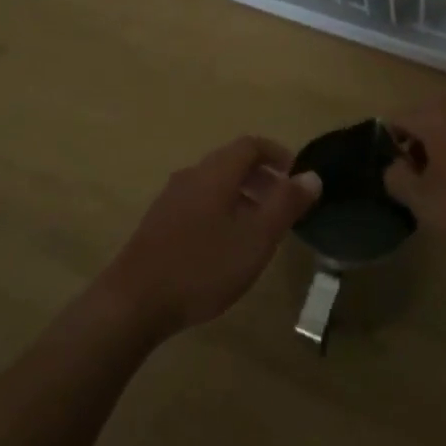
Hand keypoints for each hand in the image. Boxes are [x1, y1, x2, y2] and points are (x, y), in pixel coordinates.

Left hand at [95, 137, 321, 342]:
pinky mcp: (159, 222)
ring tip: (260, 228)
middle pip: (232, 162)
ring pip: (215, 184)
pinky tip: (226, 246)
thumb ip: (286, 204)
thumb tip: (312, 175)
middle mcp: (192, 175)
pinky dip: (222, 210)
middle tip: (284, 205)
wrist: (134, 300)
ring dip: (243, 196)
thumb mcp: (256, 238)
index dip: (278, 154)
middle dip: (263, 177)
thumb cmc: (202, 266)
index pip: (251, 145)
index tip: (298, 176)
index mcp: (216, 172)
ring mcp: (171, 198)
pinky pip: (199, 202)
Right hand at [384, 99, 445, 260]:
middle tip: (418, 184)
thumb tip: (395, 166)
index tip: (396, 178)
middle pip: (423, 121)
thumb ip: (395, 178)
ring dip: (440, 153)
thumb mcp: (421, 202)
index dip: (389, 148)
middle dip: (415, 148)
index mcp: (436, 115)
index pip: (396, 120)